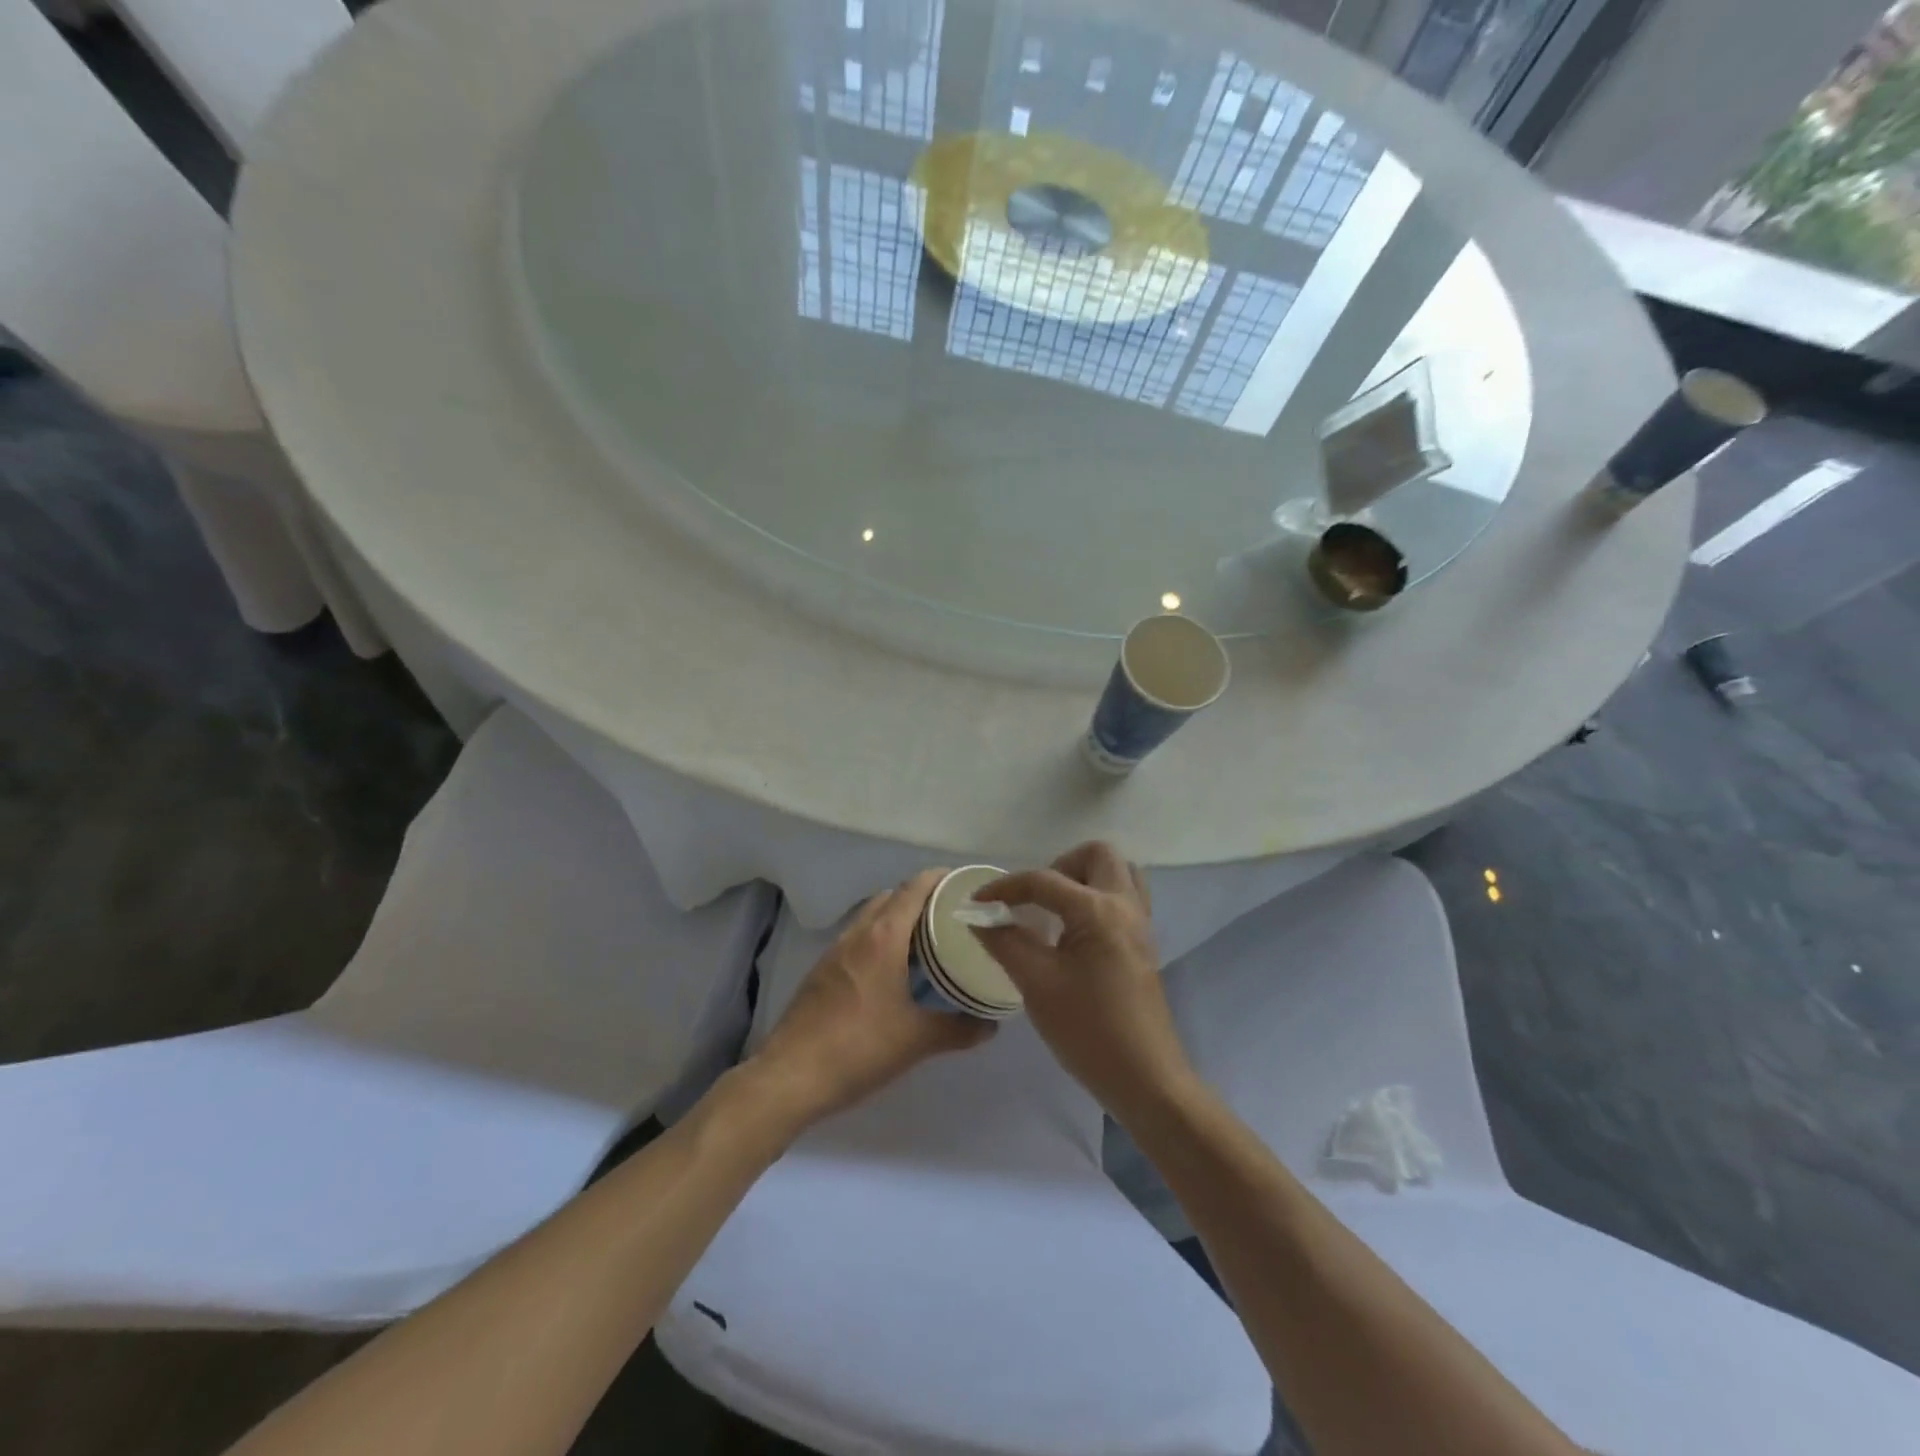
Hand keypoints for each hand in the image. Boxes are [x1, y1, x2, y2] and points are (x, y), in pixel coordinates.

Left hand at [750, 870, 994, 1127]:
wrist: (791, 1076)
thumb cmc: (859, 1048)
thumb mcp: (916, 1040)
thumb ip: (958, 1029)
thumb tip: (990, 1027)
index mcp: (883, 937)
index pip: (913, 888)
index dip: (939, 879)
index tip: (963, 883)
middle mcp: (857, 933)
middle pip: (891, 897)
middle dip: (921, 897)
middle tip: (951, 914)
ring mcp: (834, 951)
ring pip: (871, 917)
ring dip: (897, 918)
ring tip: (927, 939)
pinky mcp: (821, 971)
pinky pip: (857, 938)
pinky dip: (879, 938)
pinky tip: (892, 969)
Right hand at [972, 842, 1194, 1119]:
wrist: (1145, 1079)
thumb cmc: (1088, 1030)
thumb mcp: (1036, 984)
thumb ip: (1005, 941)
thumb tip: (978, 916)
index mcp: (1098, 910)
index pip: (1044, 880)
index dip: (1005, 887)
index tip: (976, 902)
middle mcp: (1125, 905)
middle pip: (1097, 854)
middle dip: (1059, 866)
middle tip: (1035, 901)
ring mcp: (1141, 924)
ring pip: (1118, 872)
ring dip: (1084, 878)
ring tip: (1056, 911)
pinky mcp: (1145, 944)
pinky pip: (1126, 897)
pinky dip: (1099, 898)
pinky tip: (1075, 933)